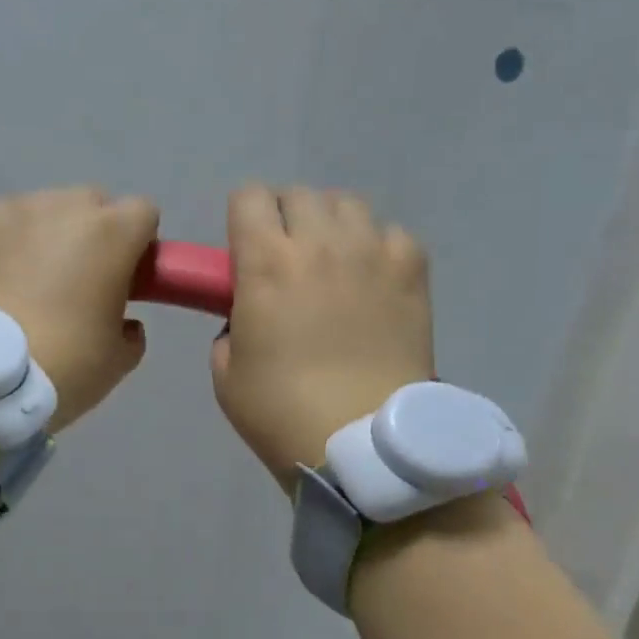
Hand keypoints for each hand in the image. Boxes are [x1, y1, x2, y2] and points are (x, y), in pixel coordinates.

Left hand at [0, 188, 159, 430]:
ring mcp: (19, 210)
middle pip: (94, 205)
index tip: (127, 277)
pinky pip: (9, 222)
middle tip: (81, 281)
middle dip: (94, 234)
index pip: (143, 213)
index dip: (138, 244)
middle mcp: (67, 206)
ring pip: (48, 209)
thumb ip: (131, 330)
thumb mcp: (119, 359)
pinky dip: (12, 241)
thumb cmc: (65, 363)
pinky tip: (2, 277)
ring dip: (51, 234)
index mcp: (113, 233)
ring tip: (34, 281)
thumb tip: (123, 322)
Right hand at [211, 184, 433, 486]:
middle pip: (298, 194)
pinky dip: (377, 248)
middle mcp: (320, 243)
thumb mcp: (226, 374)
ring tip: (332, 263)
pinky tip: (372, 282)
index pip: (249, 197)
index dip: (242, 217)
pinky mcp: (412, 271)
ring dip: (331, 225)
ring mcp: (372, 253)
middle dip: (284, 217)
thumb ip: (230, 327)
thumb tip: (250, 314)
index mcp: (266, 263)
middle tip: (286, 258)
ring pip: (347, 204)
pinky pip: (392, 233)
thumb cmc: (282, 412)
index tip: (243, 246)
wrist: (363, 444)